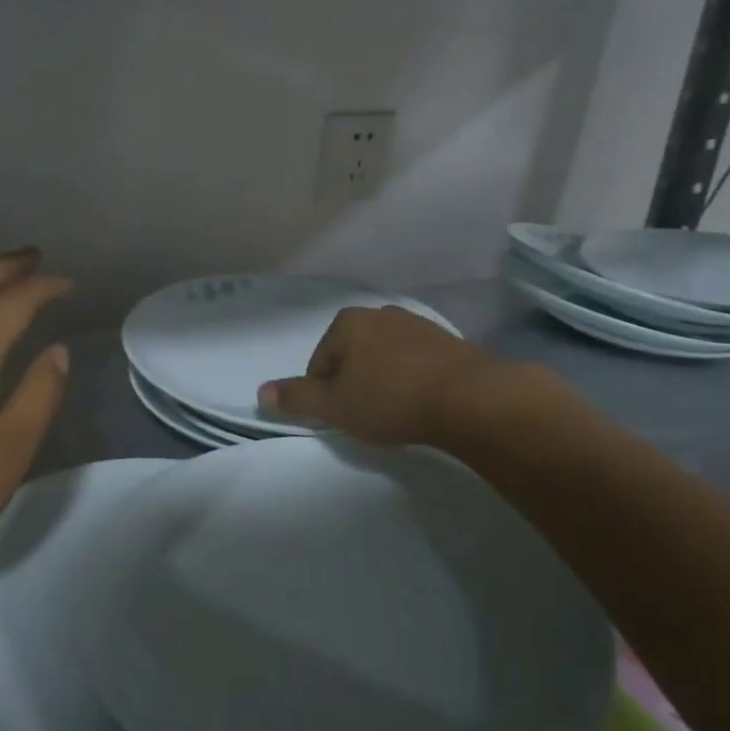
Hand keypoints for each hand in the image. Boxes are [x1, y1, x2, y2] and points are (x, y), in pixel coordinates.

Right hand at [258, 305, 496, 445]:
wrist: (469, 398)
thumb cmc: (390, 399)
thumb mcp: (334, 406)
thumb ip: (296, 399)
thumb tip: (260, 393)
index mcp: (348, 322)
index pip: (320, 361)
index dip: (324, 393)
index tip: (341, 416)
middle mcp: (381, 314)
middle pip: (352, 356)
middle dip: (354, 383)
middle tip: (366, 416)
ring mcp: (417, 324)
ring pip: (384, 357)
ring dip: (383, 381)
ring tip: (394, 411)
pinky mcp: (448, 341)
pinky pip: (415, 362)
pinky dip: (411, 379)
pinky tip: (420, 403)